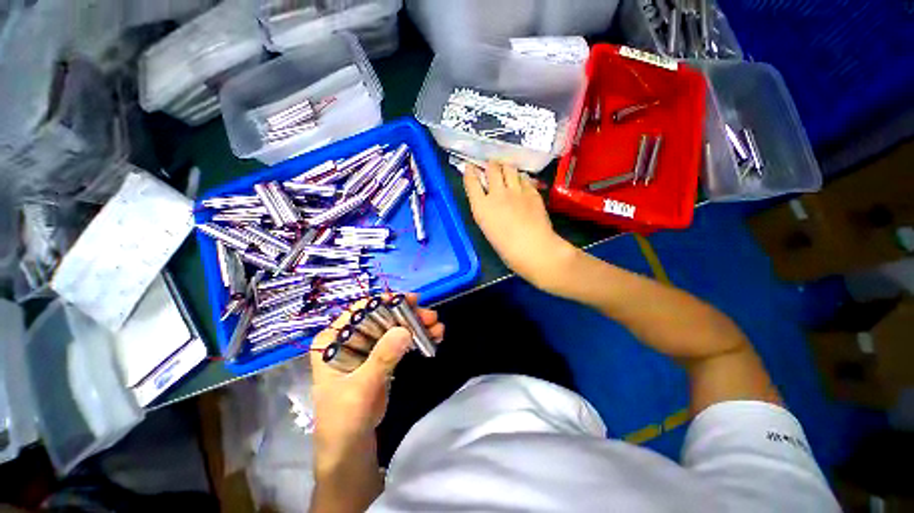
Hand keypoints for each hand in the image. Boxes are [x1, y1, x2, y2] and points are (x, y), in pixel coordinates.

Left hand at [309, 294, 443, 469]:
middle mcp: (349, 339)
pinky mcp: (380, 358)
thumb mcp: (361, 388)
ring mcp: (366, 348)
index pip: (359, 311)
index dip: (385, 302)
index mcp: (333, 341)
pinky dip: (416, 337)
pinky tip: (433, 337)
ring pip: (394, 327)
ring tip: (438, 329)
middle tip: (431, 317)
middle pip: (382, 317)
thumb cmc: (344, 420)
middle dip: (408, 315)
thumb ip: (381, 359)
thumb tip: (405, 330)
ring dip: (416, 325)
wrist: (350, 450)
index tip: (410, 301)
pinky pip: (400, 341)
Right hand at [463, 162, 577, 291]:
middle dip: (491, 165)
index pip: (471, 182)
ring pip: (509, 168)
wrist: (533, 248)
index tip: (470, 167)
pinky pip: (524, 178)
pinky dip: (520, 177)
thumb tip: (488, 201)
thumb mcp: (488, 228)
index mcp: (482, 207)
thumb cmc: (506, 248)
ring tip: (506, 168)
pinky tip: (521, 181)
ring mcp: (516, 191)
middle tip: (492, 165)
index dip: (470, 172)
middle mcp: (497, 194)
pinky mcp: (532, 192)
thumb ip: (486, 211)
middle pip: (492, 169)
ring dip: (506, 167)